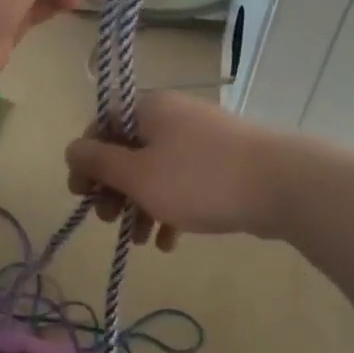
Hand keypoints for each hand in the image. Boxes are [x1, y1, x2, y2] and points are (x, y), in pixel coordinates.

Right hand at [65, 91, 283, 245]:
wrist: (281, 184)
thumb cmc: (198, 179)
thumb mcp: (138, 175)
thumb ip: (99, 162)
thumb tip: (72, 149)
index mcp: (148, 110)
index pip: (102, 125)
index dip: (86, 160)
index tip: (82, 194)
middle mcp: (172, 116)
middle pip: (128, 150)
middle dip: (114, 189)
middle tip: (109, 221)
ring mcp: (200, 138)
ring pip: (156, 170)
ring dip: (141, 205)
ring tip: (140, 240)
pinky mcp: (222, 162)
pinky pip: (184, 182)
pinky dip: (171, 208)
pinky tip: (170, 242)